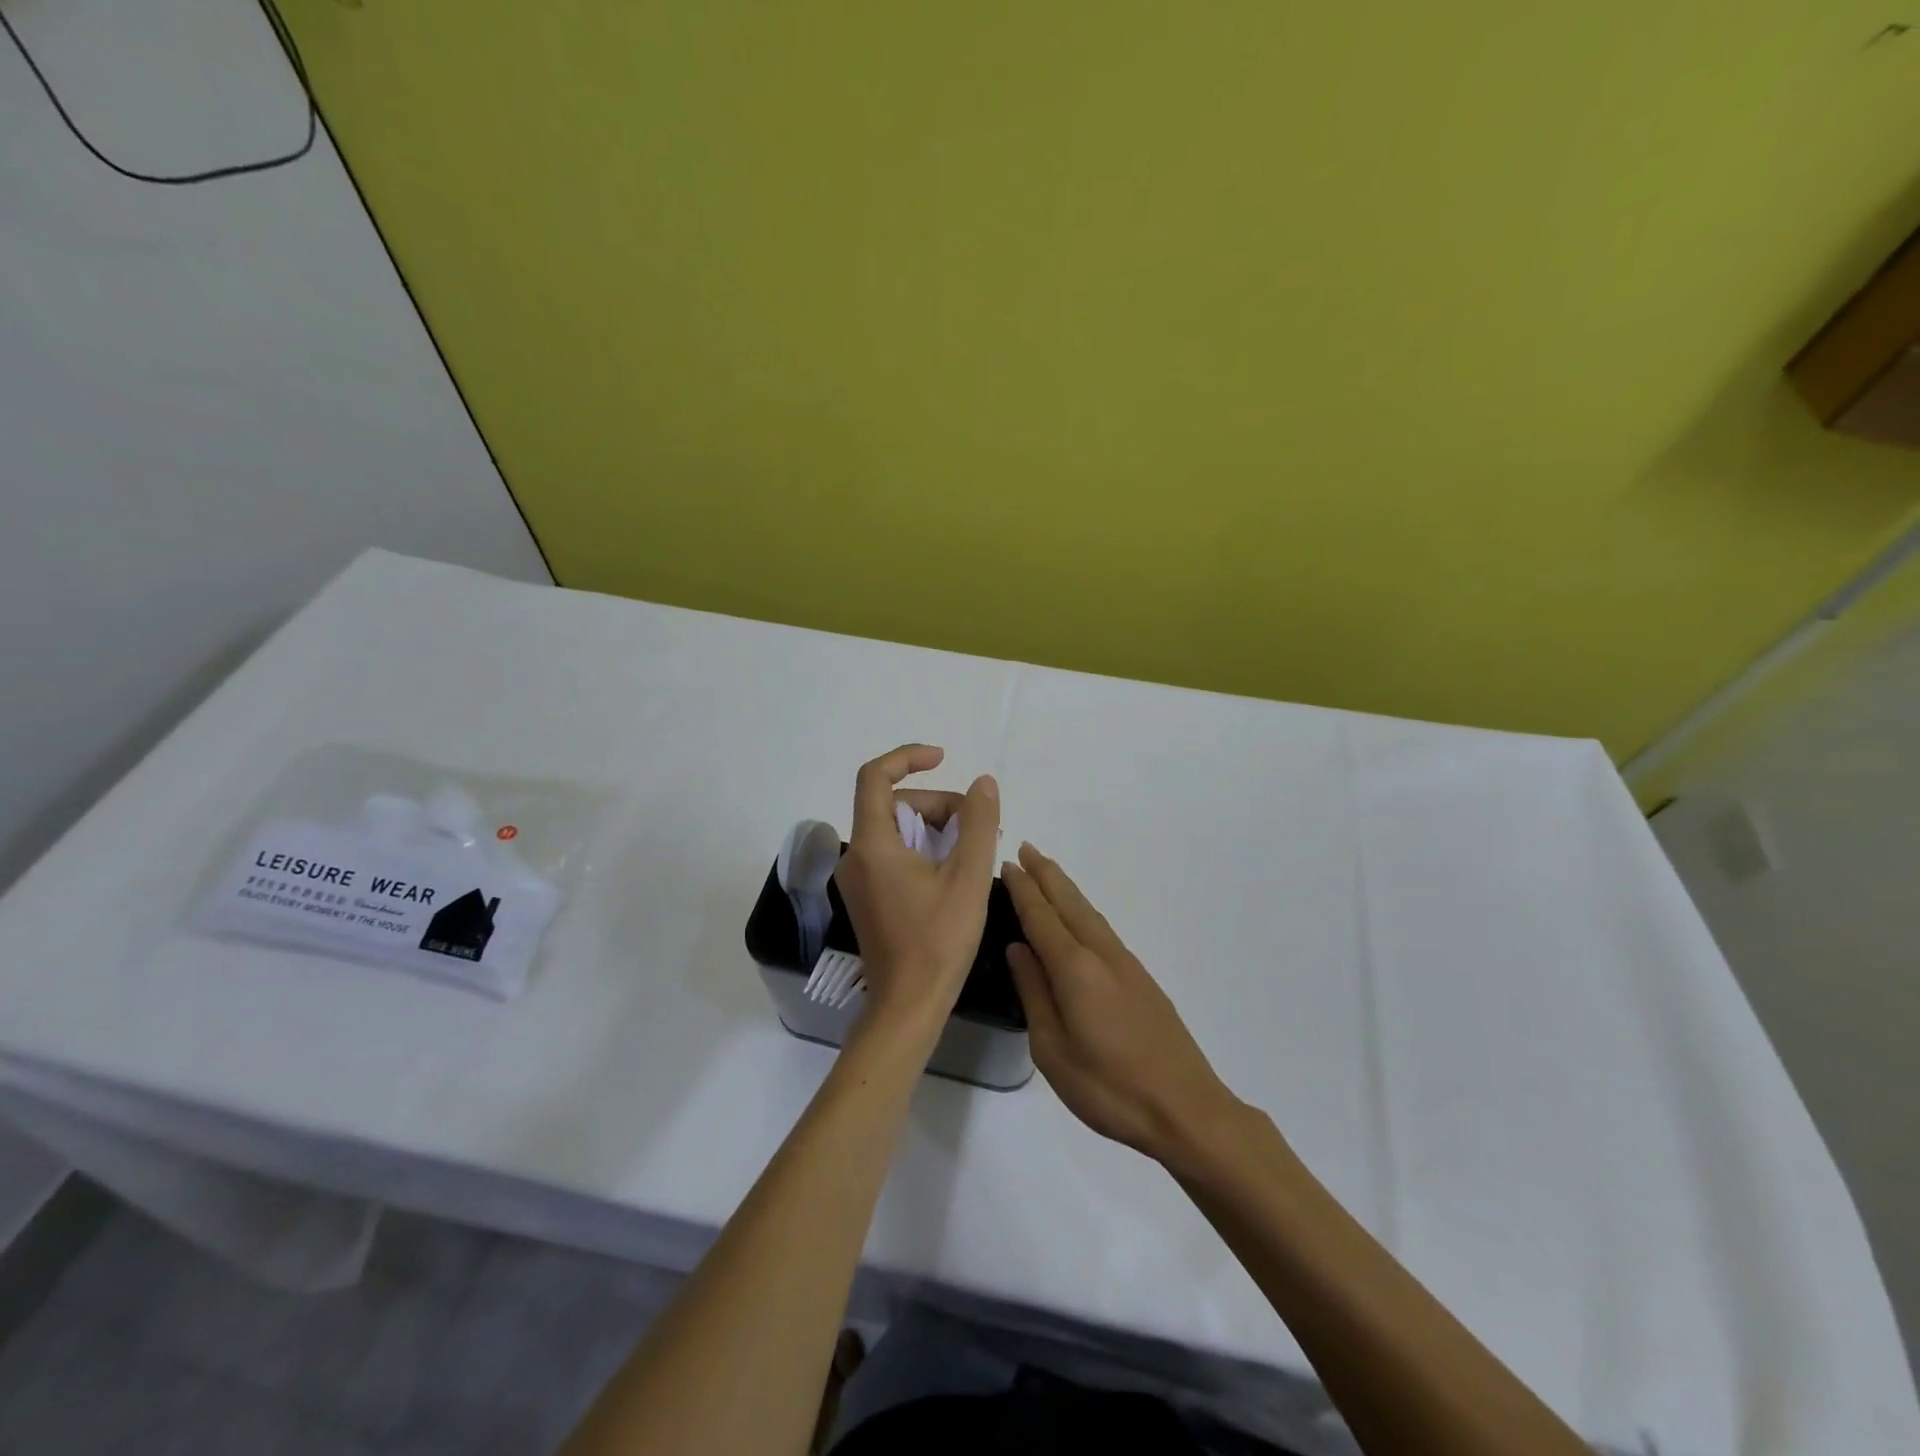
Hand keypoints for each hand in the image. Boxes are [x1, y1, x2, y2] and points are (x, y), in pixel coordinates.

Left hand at [834, 745, 999, 1037]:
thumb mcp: (968, 877)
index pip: (875, 777)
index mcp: (873, 845)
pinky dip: (923, 850)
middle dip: (938, 806)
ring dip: (935, 829)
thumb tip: (983, 784)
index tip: (943, 758)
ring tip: (974, 852)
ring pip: (897, 831)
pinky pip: (893, 854)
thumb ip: (979, 823)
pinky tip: (954, 871)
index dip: (908, 758)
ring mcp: (859, 879)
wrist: (908, 1006)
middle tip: (980, 829)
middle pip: (895, 806)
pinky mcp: (867, 897)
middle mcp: (856, 856)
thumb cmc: (938, 941)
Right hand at [1003, 843, 1240, 1163]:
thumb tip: (1019, 949)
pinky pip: (1102, 928)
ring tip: (1047, 871)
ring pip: (1089, 913)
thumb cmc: (1109, 1087)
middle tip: (1026, 848)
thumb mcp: (1053, 1050)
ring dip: (1066, 888)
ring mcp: (1126, 964)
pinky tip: (1079, 916)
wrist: (1186, 1108)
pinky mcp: (1141, 978)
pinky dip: (1083, 910)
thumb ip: (1035, 993)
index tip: (1007, 862)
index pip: (1042, 917)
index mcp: (1075, 969)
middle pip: (1069, 903)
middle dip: (1046, 874)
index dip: (1023, 889)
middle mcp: (1102, 954)